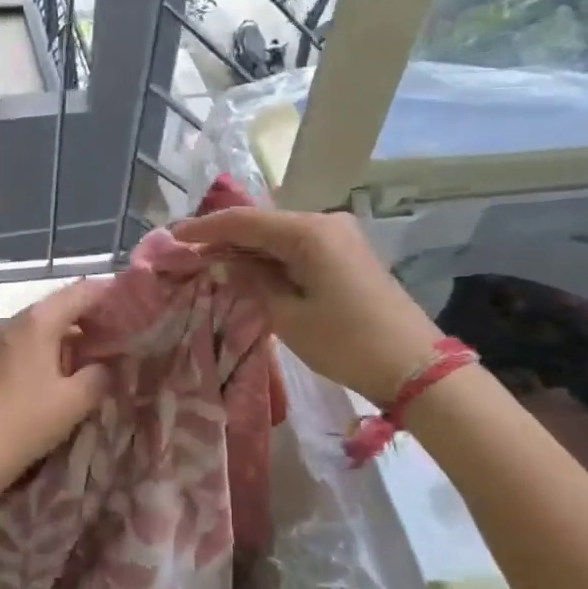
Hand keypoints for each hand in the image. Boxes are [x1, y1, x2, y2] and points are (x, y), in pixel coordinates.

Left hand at [0, 278, 112, 495]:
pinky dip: (48, 346)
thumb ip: (100, 375)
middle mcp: (16, 320)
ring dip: (68, 334)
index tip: (131, 308)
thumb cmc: (27, 421)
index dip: (109, 296)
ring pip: (42, 324)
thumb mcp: (75, 401)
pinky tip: (58, 371)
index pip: (81, 292)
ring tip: (91, 356)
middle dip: (90, 317)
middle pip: (60, 305)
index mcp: (39, 321)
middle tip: (117, 335)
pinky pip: (26, 341)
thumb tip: (110, 365)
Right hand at [172, 208, 438, 404]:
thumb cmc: (347, 342)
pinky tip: (248, 270)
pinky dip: (270, 258)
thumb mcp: (288, 316)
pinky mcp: (347, 254)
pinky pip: (298, 247)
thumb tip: (224, 262)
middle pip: (262, 223)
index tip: (172, 237)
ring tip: (209, 262)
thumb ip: (252, 281)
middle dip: (223, 237)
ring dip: (246, 249)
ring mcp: (339, 236)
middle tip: (187, 252)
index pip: (244, 221)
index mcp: (308, 231)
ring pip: (279, 235)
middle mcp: (324, 222)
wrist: (415, 367)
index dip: (205, 228)